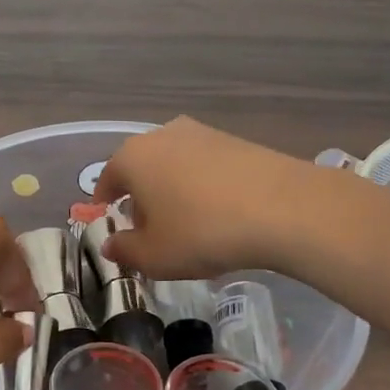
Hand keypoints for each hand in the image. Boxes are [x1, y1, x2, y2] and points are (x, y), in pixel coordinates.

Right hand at [92, 117, 324, 279]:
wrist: (283, 209)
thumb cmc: (201, 232)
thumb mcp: (153, 256)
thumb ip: (124, 250)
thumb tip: (111, 244)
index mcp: (132, 157)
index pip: (107, 179)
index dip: (105, 203)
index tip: (109, 220)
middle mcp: (163, 135)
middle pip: (141, 168)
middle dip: (140, 197)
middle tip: (148, 229)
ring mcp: (203, 133)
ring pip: (174, 165)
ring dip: (173, 191)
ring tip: (186, 223)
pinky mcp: (237, 141)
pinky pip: (206, 167)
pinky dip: (202, 187)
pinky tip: (217, 213)